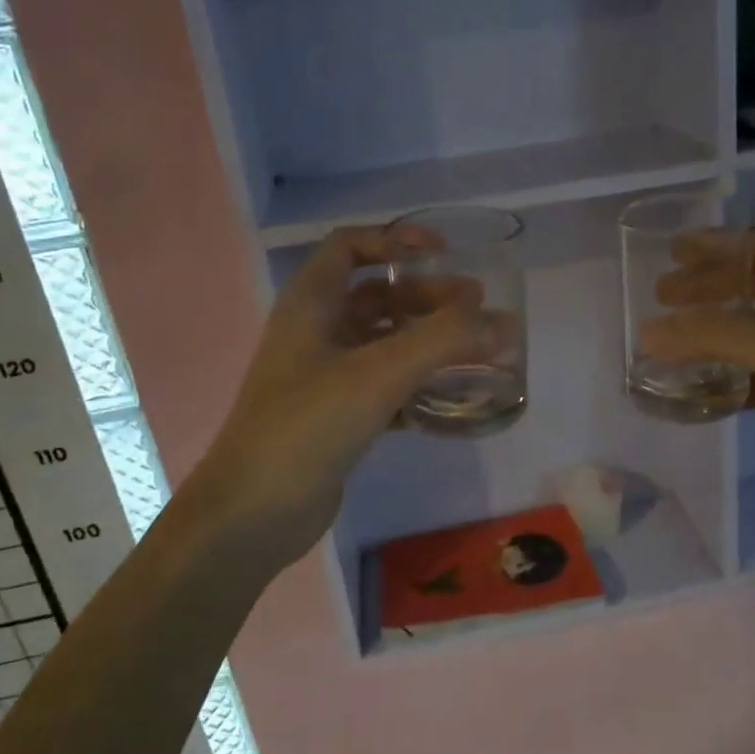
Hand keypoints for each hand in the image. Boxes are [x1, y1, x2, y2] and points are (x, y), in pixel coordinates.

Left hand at [180, 225, 493, 575]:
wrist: (253, 513)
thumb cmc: (307, 426)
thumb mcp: (378, 374)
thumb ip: (443, 342)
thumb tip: (501, 321)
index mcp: (310, 304)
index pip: (349, 246)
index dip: (394, 239)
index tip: (442, 253)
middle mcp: (315, 331)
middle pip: (377, 295)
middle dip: (427, 296)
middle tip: (477, 308)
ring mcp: (324, 375)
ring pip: (384, 341)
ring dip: (428, 340)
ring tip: (477, 350)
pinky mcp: (337, 414)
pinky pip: (385, 383)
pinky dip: (417, 383)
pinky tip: (452, 396)